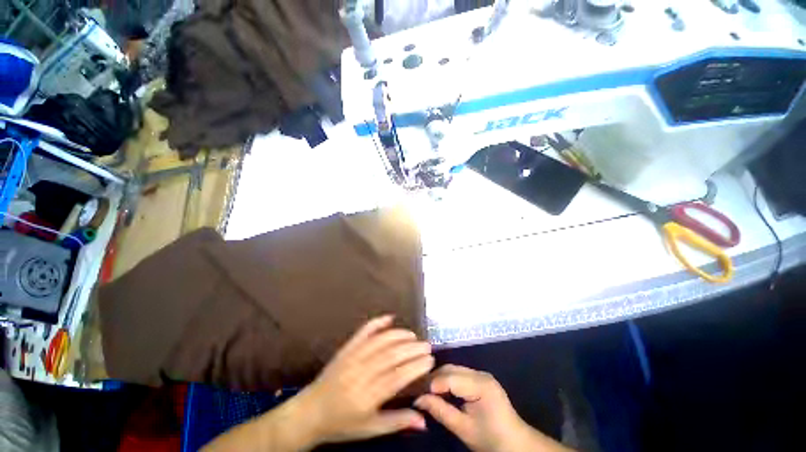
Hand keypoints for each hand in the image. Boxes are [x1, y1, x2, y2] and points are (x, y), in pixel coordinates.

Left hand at [295, 315, 434, 445]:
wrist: (310, 412)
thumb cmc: (342, 424)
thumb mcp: (371, 429)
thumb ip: (398, 422)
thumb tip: (424, 420)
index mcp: (366, 397)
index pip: (397, 377)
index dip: (416, 367)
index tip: (430, 360)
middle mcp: (360, 374)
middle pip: (391, 356)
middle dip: (412, 349)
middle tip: (427, 345)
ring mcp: (352, 358)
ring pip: (380, 342)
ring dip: (399, 335)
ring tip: (413, 335)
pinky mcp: (346, 349)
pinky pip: (363, 332)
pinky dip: (377, 322)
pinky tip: (389, 317)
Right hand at [415, 365, 570, 451]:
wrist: (515, 444)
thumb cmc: (491, 439)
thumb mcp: (464, 429)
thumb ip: (441, 412)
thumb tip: (418, 400)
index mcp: (481, 385)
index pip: (450, 378)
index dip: (431, 384)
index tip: (415, 392)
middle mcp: (480, 373)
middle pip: (451, 369)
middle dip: (432, 378)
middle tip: (415, 388)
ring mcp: (481, 374)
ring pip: (453, 369)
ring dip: (438, 378)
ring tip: (423, 388)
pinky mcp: (479, 378)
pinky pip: (458, 374)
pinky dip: (446, 380)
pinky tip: (437, 388)